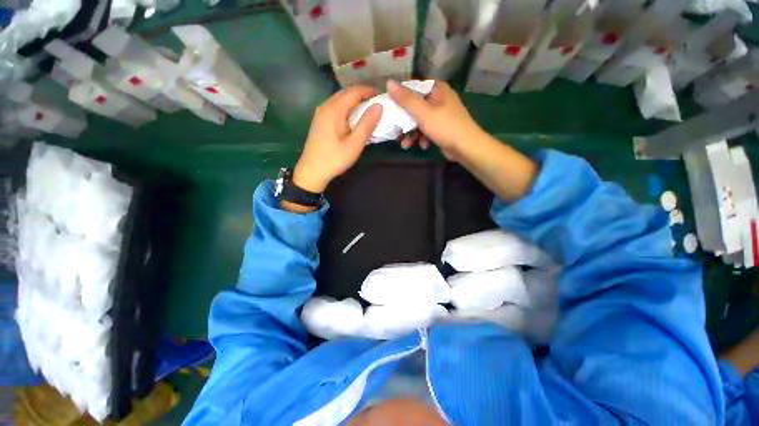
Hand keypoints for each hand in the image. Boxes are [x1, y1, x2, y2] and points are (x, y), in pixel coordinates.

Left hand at [294, 86, 382, 193]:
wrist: (312, 171)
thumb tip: (379, 106)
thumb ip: (367, 124)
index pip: (354, 91)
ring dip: (354, 101)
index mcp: (334, 109)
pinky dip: (346, 108)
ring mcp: (320, 113)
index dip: (369, 91)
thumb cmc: (335, 158)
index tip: (382, 96)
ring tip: (367, 110)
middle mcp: (325, 106)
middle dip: (362, 95)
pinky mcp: (319, 121)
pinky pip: (335, 107)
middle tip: (376, 103)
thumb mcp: (354, 144)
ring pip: (340, 100)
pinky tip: (352, 119)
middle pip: (346, 93)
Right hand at [386, 80, 482, 157]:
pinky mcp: (442, 128)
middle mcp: (439, 98)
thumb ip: (406, 99)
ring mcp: (441, 114)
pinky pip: (427, 129)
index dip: (399, 98)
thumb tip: (388, 82)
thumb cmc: (445, 126)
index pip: (413, 88)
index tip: (389, 109)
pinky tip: (422, 145)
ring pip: (419, 120)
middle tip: (395, 131)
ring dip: (411, 133)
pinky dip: (422, 137)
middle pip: (415, 106)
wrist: (466, 147)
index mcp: (437, 89)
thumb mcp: (423, 112)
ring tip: (406, 144)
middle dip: (404, 122)